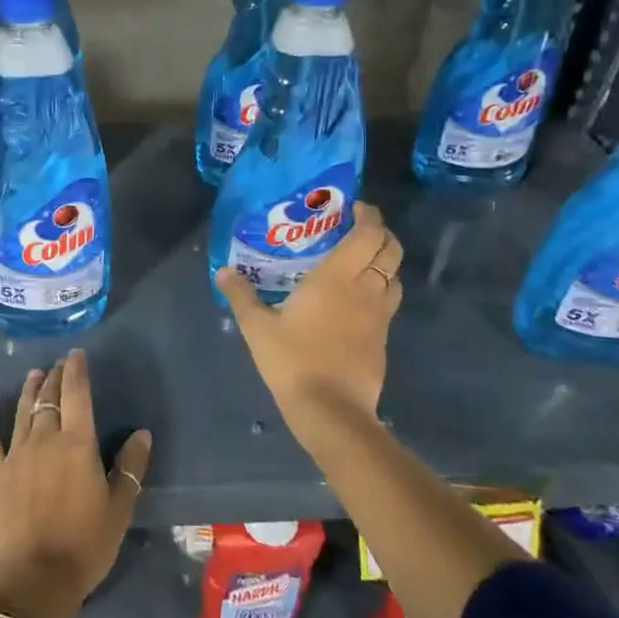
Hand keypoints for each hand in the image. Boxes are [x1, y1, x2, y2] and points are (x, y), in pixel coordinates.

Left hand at [0, 351, 152, 617]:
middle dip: (55, 377)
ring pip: (22, 411)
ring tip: (35, 375)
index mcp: (77, 443)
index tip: (77, 355)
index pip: (77, 394)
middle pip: (49, 399)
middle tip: (59, 364)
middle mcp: (44, 439)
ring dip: (30, 391)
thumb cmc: (85, 545)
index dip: (76, 371)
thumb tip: (141, 433)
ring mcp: (15, 454)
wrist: (35, 580)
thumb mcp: (119, 509)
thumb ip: (130, 468)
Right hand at [215, 202, 403, 452]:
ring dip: (384, 262)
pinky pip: (389, 301)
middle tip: (357, 230)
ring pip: (395, 276)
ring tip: (359, 262)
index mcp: (338, 277)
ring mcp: (379, 315)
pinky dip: (380, 289)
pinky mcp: (383, 337)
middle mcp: (366, 289)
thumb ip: (241, 295)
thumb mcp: (256, 327)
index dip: (368, 216)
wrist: (331, 410)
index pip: (368, 234)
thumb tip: (223, 271)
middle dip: (381, 234)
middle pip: (391, 250)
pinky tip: (357, 299)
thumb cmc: (293, 360)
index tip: (354, 207)